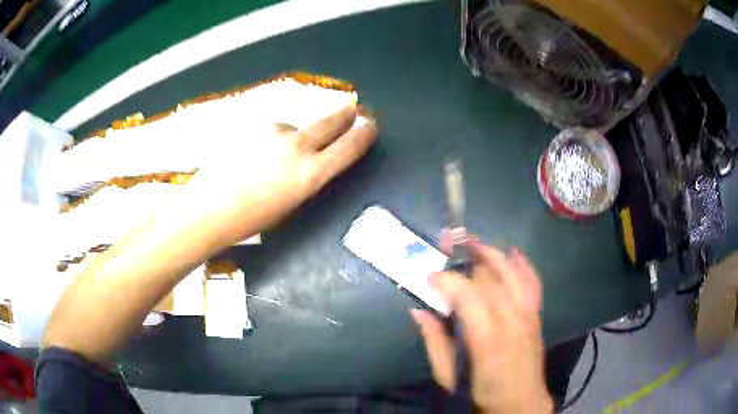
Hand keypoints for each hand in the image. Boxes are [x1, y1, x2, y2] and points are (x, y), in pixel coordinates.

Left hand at [179, 104, 376, 246]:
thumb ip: (307, 177)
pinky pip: (271, 130)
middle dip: (345, 115)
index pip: (348, 147)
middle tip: (354, 109)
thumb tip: (312, 159)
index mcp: (310, 174)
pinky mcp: (253, 126)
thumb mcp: (290, 205)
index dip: (363, 135)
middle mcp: (297, 146)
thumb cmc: (250, 220)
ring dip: (292, 137)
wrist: (207, 209)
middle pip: (330, 122)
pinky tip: (252, 155)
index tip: (370, 125)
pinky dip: (269, 139)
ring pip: (294, 128)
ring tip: (270, 160)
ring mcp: (273, 132)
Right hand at [411, 240, 552, 412]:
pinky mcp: (536, 315)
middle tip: (447, 247)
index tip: (429, 275)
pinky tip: (513, 252)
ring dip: (492, 253)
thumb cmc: (481, 392)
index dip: (446, 280)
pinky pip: (532, 281)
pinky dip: (523, 264)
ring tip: (473, 242)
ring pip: (511, 273)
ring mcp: (527, 314)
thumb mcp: (448, 376)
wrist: (521, 402)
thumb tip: (418, 310)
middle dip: (466, 258)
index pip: (466, 295)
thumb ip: (434, 341)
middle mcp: (511, 319)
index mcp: (486, 338)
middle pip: (489, 277)